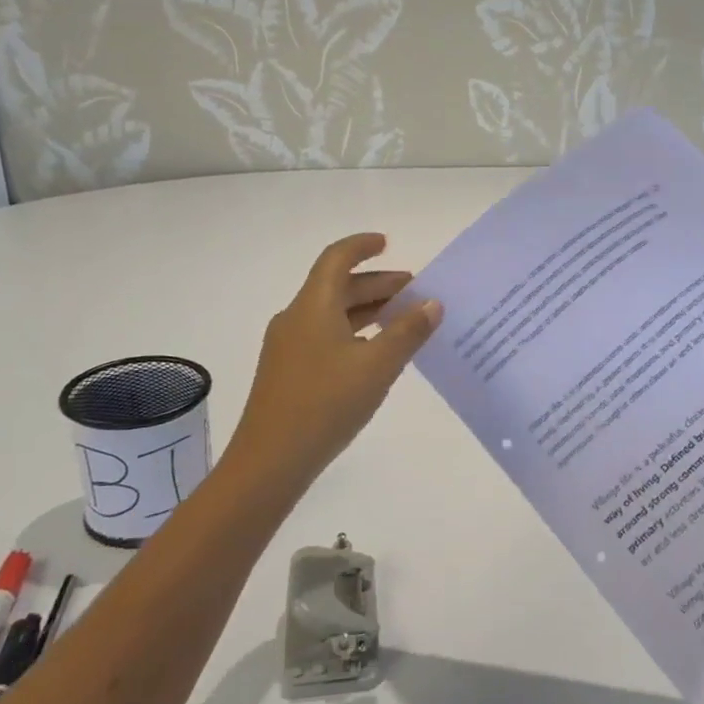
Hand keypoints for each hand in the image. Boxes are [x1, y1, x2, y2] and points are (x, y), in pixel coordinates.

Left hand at [226, 234, 441, 493]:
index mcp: (312, 306)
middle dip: (376, 284)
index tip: (388, 243)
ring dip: (366, 310)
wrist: (270, 460)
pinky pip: (325, 336)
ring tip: (402, 320)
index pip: (337, 259)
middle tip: (413, 291)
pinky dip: (353, 333)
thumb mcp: (377, 366)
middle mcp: (296, 318)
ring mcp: (288, 346)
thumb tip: (432, 303)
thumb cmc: (326, 404)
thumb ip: (407, 332)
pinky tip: (375, 354)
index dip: (362, 246)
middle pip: (336, 287)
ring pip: (331, 314)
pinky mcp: (288, 372)